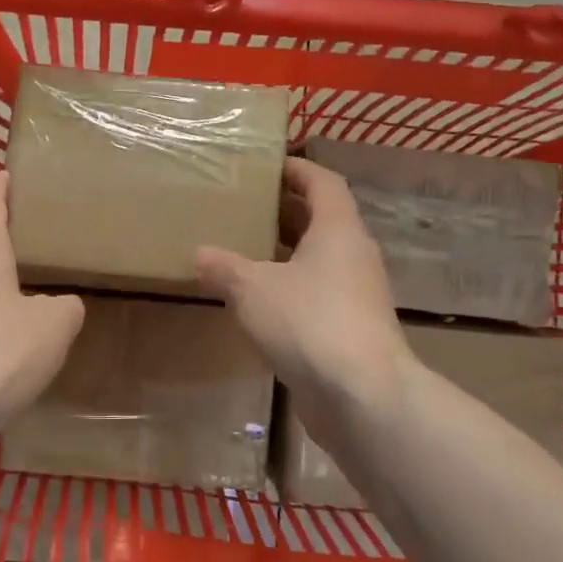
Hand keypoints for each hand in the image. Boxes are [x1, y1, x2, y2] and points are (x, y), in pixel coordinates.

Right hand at [195, 158, 410, 439]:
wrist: (363, 396)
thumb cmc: (309, 322)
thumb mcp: (253, 289)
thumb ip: (224, 268)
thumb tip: (200, 254)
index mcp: (338, 230)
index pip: (323, 182)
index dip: (297, 169)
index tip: (267, 165)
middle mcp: (354, 255)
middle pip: (322, 220)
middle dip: (286, 211)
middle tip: (246, 207)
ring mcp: (358, 295)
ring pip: (320, 260)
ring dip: (287, 252)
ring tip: (245, 251)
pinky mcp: (353, 330)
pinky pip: (319, 294)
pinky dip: (292, 288)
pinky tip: (261, 302)